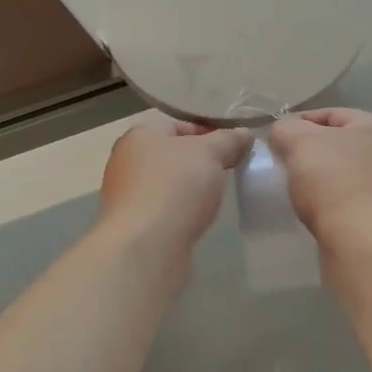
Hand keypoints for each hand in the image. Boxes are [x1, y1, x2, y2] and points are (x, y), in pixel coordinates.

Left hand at [97, 114, 252, 255]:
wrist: (145, 248)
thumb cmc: (175, 187)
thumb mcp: (210, 153)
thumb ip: (229, 140)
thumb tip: (244, 134)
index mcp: (140, 135)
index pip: (180, 124)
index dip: (210, 132)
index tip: (235, 147)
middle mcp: (127, 160)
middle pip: (174, 154)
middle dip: (203, 162)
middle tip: (230, 171)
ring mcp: (128, 195)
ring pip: (170, 183)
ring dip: (193, 188)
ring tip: (218, 197)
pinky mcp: (134, 225)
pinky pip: (165, 209)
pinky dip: (182, 211)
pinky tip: (199, 219)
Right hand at [267, 108, 371, 245]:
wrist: (362, 245)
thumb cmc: (334, 182)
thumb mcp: (300, 142)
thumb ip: (286, 128)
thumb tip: (283, 133)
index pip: (333, 113)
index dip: (300, 121)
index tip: (275, 138)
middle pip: (338, 145)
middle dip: (307, 152)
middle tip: (280, 163)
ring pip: (340, 175)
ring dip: (315, 179)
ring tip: (290, 188)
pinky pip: (344, 202)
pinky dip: (325, 203)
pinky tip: (307, 211)